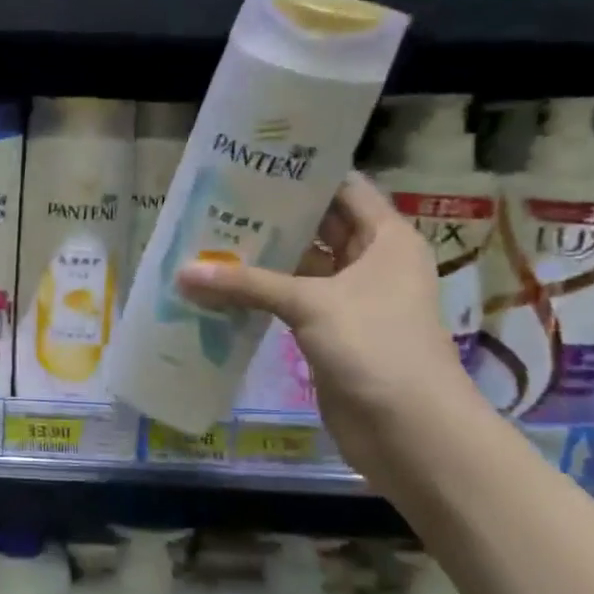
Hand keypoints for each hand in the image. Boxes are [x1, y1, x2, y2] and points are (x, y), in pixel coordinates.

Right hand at [176, 174, 470, 468]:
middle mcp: (370, 262)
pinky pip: (290, 300)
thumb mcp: (311, 304)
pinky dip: (260, 293)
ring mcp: (350, 299)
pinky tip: (219, 285)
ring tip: (208, 236)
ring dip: (261, 257)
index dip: (303, 174)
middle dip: (272, 215)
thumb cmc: (376, 347)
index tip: (253, 162)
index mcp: (386, 240)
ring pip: (300, 266)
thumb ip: (246, 284)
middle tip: (217, 199)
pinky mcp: (330, 332)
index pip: (343, 189)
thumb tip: (183, 273)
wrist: (410, 431)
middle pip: (318, 226)